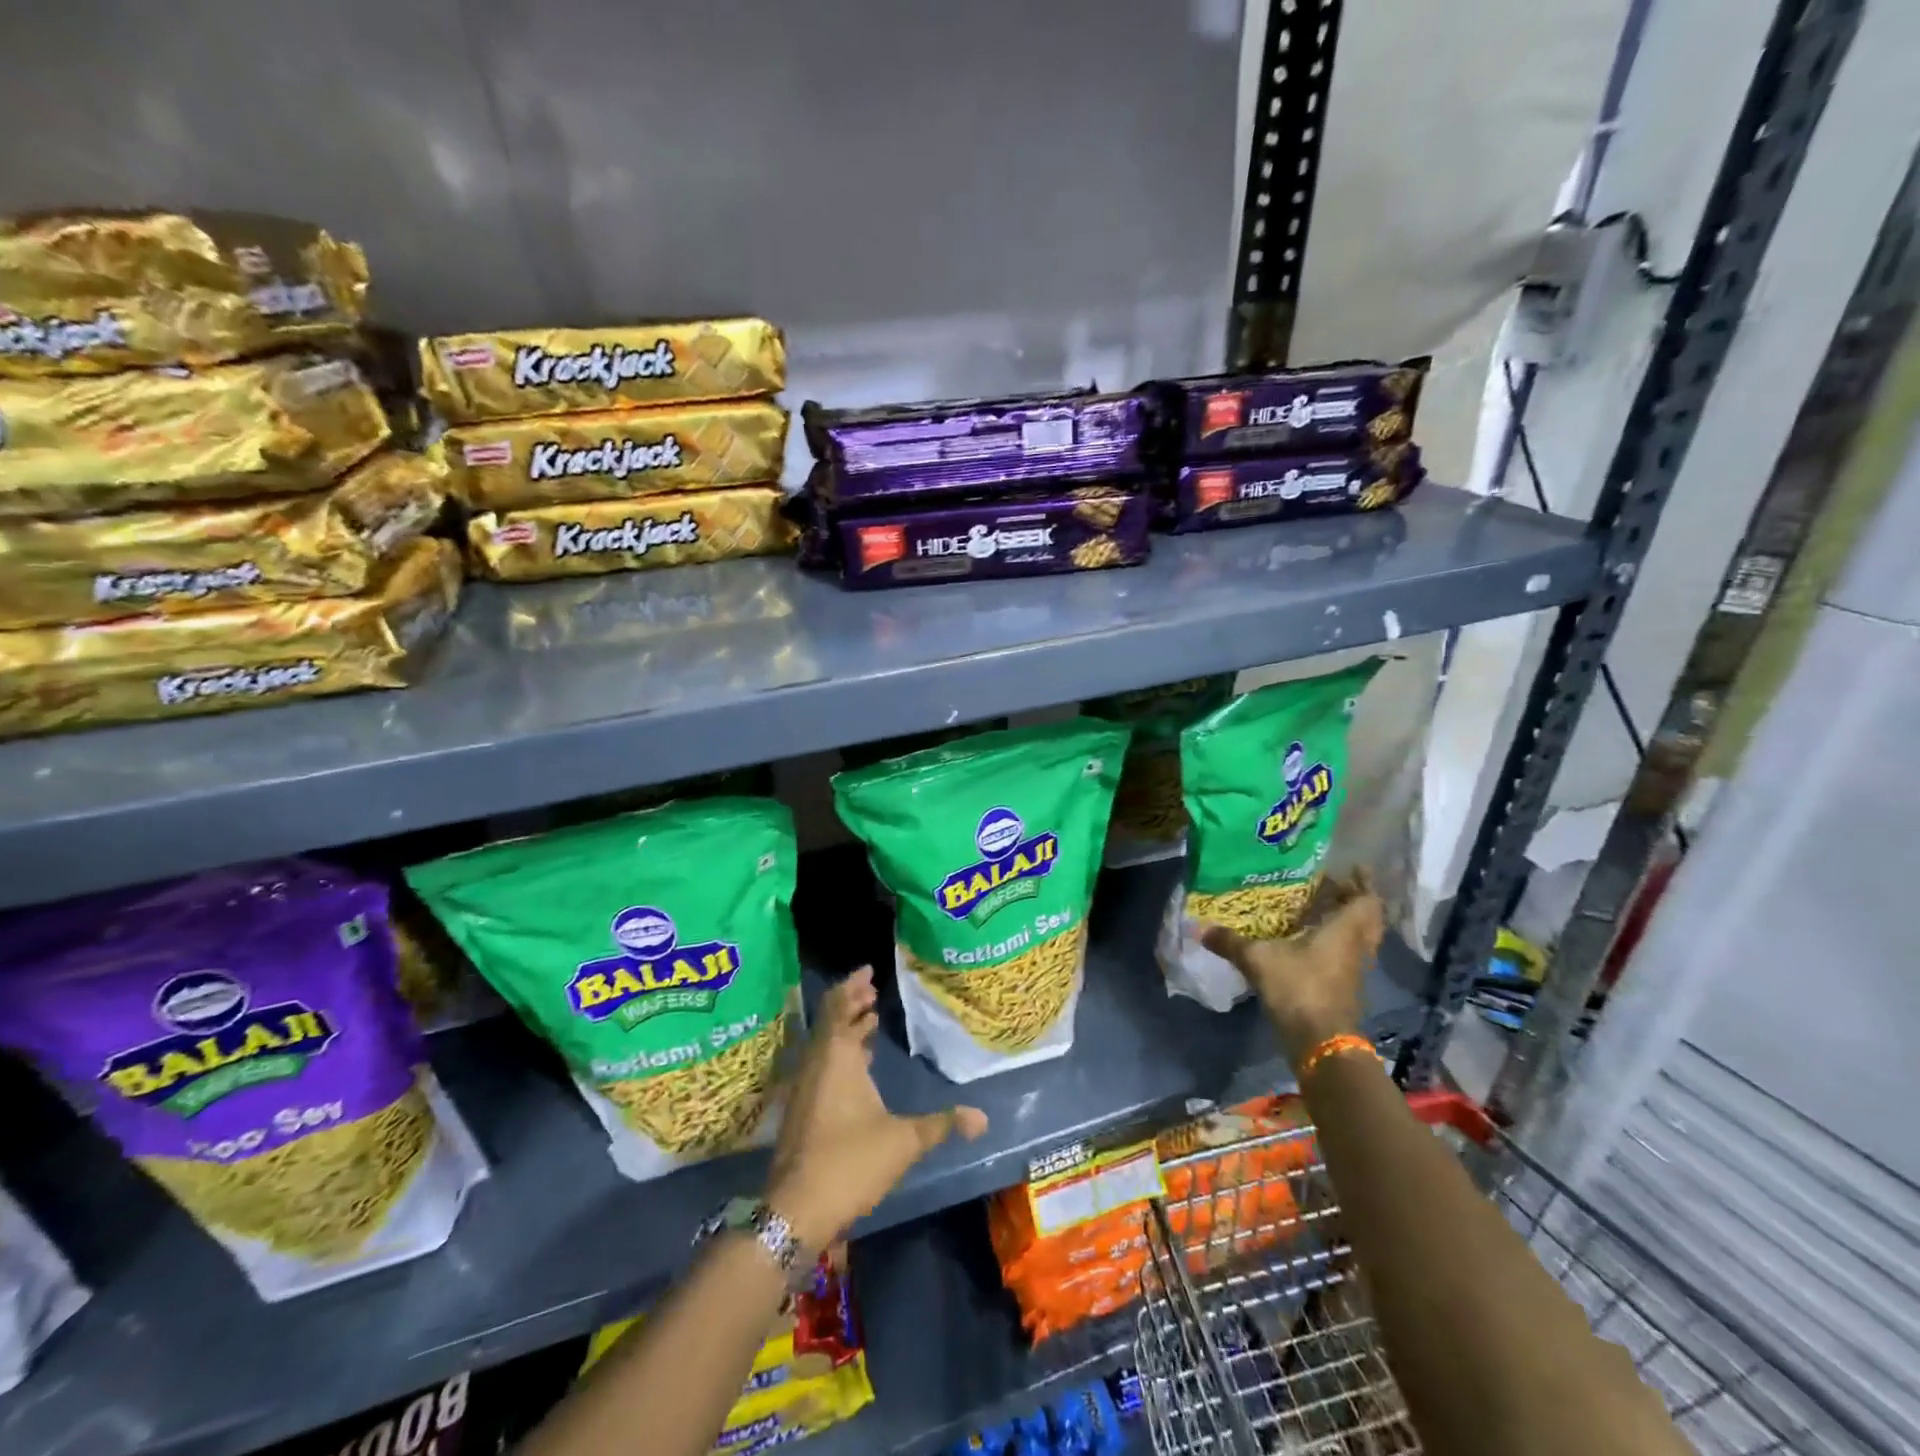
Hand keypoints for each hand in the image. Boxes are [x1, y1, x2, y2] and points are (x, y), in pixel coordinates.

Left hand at [766, 967, 986, 1250]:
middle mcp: (817, 1063)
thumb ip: (942, 1124)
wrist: (796, 1209)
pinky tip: (858, 1065)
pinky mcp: (801, 1110)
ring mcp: (805, 1087)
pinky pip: (821, 1063)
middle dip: (851, 1002)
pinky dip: (838, 1052)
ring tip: (868, 1019)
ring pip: (824, 1043)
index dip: (852, 986)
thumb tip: (982, 1117)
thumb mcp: (904, 1141)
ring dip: (845, 1028)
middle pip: (830, 1020)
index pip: (839, 1006)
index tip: (869, 971)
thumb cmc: (850, 1161)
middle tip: (872, 991)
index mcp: (837, 1057)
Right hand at [1199, 872, 1384, 1064]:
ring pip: (1359, 938)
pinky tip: (1308, 941)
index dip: (1363, 883)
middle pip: (1368, 919)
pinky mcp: (1344, 988)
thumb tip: (1201, 928)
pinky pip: (1346, 955)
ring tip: (1318, 909)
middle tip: (1331, 887)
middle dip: (1354, 901)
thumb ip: (1231, 942)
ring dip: (1346, 923)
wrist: (1320, 1042)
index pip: (1367, 901)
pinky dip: (1335, 944)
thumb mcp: (1258, 960)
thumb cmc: (1298, 988)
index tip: (1350, 868)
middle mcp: (1356, 947)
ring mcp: (1353, 970)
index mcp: (1344, 931)